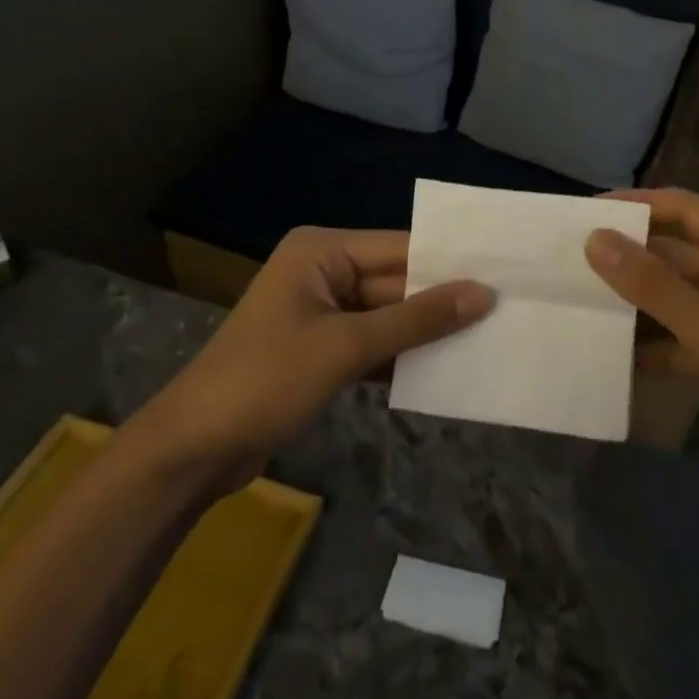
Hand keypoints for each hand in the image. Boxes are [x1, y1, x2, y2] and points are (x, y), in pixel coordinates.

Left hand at [129, 228, 492, 490]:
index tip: (503, 271)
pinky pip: (373, 342)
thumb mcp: (347, 346)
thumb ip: (417, 319)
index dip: (450, 262)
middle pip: (396, 281)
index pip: (400, 247)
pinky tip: (446, 366)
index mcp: (322, 251)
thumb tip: (483, 293)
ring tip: (489, 335)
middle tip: (506, 307)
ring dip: (426, 330)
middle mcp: (323, 271)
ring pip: (388, 315)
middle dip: (442, 300)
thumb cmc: (266, 380)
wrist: (193, 450)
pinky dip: (402, 354)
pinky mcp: (321, 350)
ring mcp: (321, 312)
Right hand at [585, 189, 698, 521]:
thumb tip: (596, 238)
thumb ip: (653, 284)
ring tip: (582, 303)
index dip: (637, 206)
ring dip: (639, 302)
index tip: (586, 212)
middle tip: (572, 262)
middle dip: (631, 258)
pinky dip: (657, 344)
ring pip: (680, 298)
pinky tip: (616, 355)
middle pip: (680, 254)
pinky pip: (687, 337)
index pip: (686, 210)